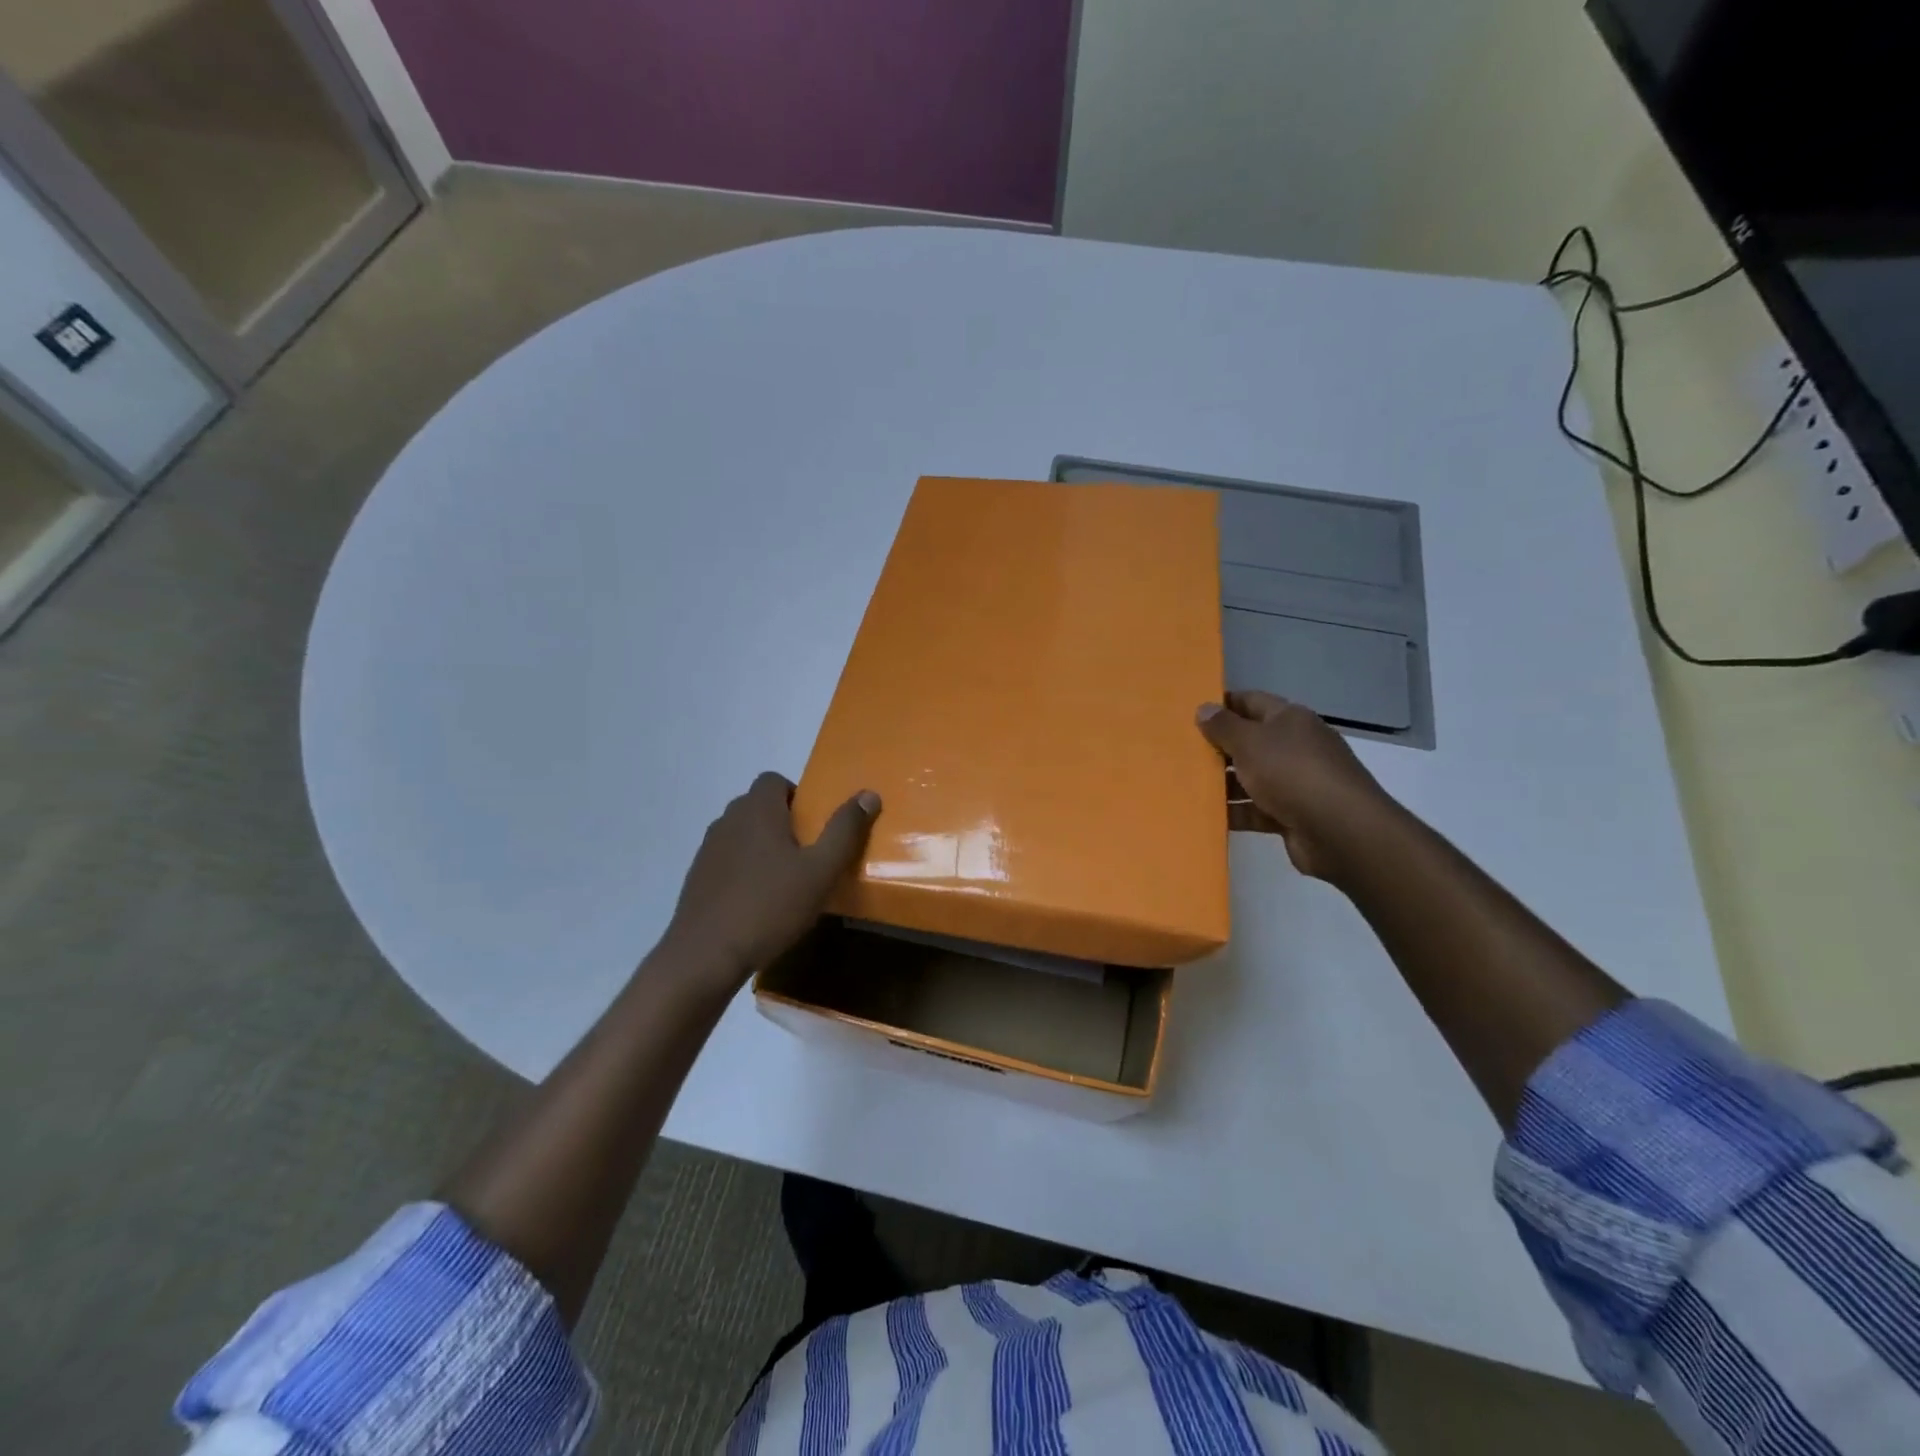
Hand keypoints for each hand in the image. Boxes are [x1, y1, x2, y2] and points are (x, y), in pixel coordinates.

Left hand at [658, 773, 879, 992]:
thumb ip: (845, 830)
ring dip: (762, 846)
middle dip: (783, 821)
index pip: (773, 780)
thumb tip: (869, 795)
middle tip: (807, 854)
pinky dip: (744, 869)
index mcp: (757, 810)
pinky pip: (727, 859)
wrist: (705, 955)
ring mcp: (708, 849)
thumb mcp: (820, 871)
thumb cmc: (770, 906)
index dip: (796, 795)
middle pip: (758, 805)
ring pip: (742, 833)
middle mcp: (728, 820)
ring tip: (784, 880)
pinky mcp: (697, 877)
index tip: (813, 826)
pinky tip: (758, 902)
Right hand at [1196, 691, 1396, 881]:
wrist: (1340, 831)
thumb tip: (1204, 708)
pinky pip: (1256, 809)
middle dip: (1218, 747)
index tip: (1189, 713)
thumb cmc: (1292, 773)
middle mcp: (1295, 746)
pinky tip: (1206, 815)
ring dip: (1223, 783)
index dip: (1222, 705)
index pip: (1251, 702)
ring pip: (1251, 777)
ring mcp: (1295, 782)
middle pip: (1250, 741)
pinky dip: (1234, 812)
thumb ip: (1224, 726)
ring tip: (1185, 785)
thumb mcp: (1251, 742)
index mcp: (1290, 720)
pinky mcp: (1292, 815)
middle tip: (1180, 751)